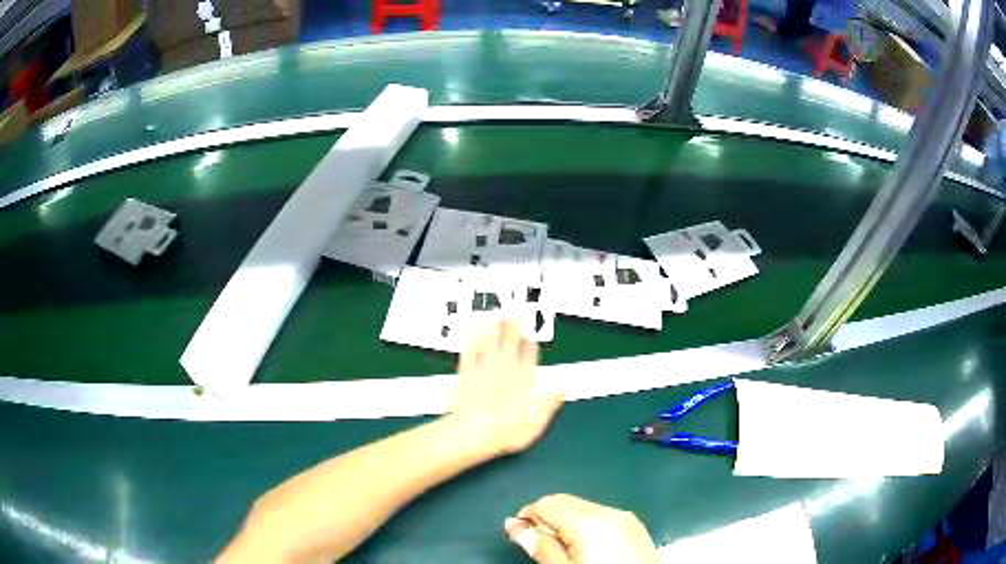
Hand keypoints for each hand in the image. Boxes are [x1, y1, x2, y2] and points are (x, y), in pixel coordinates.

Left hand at [447, 319, 563, 455]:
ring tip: (495, 315)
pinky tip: (470, 331)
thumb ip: (549, 402)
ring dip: (493, 329)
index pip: (529, 358)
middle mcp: (503, 372)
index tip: (530, 338)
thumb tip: (560, 387)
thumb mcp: (537, 422)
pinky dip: (470, 340)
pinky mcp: (465, 376)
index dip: (530, 346)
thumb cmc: (506, 431)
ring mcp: (483, 371)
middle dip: (513, 329)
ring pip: (490, 344)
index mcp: (522, 382)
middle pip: (509, 345)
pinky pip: (469, 352)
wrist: (473, 433)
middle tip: (514, 314)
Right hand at [504, 494, 657, 563]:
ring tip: (562, 550)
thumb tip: (512, 524)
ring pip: (584, 508)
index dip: (528, 516)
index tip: (520, 535)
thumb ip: (539, 546)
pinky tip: (585, 549)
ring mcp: (626, 517)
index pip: (548, 503)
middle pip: (567, 502)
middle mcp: (610, 512)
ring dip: (567, 523)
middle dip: (547, 518)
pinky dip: (586, 527)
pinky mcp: (635, 526)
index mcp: (590, 521)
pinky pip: (602, 517)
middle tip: (538, 545)